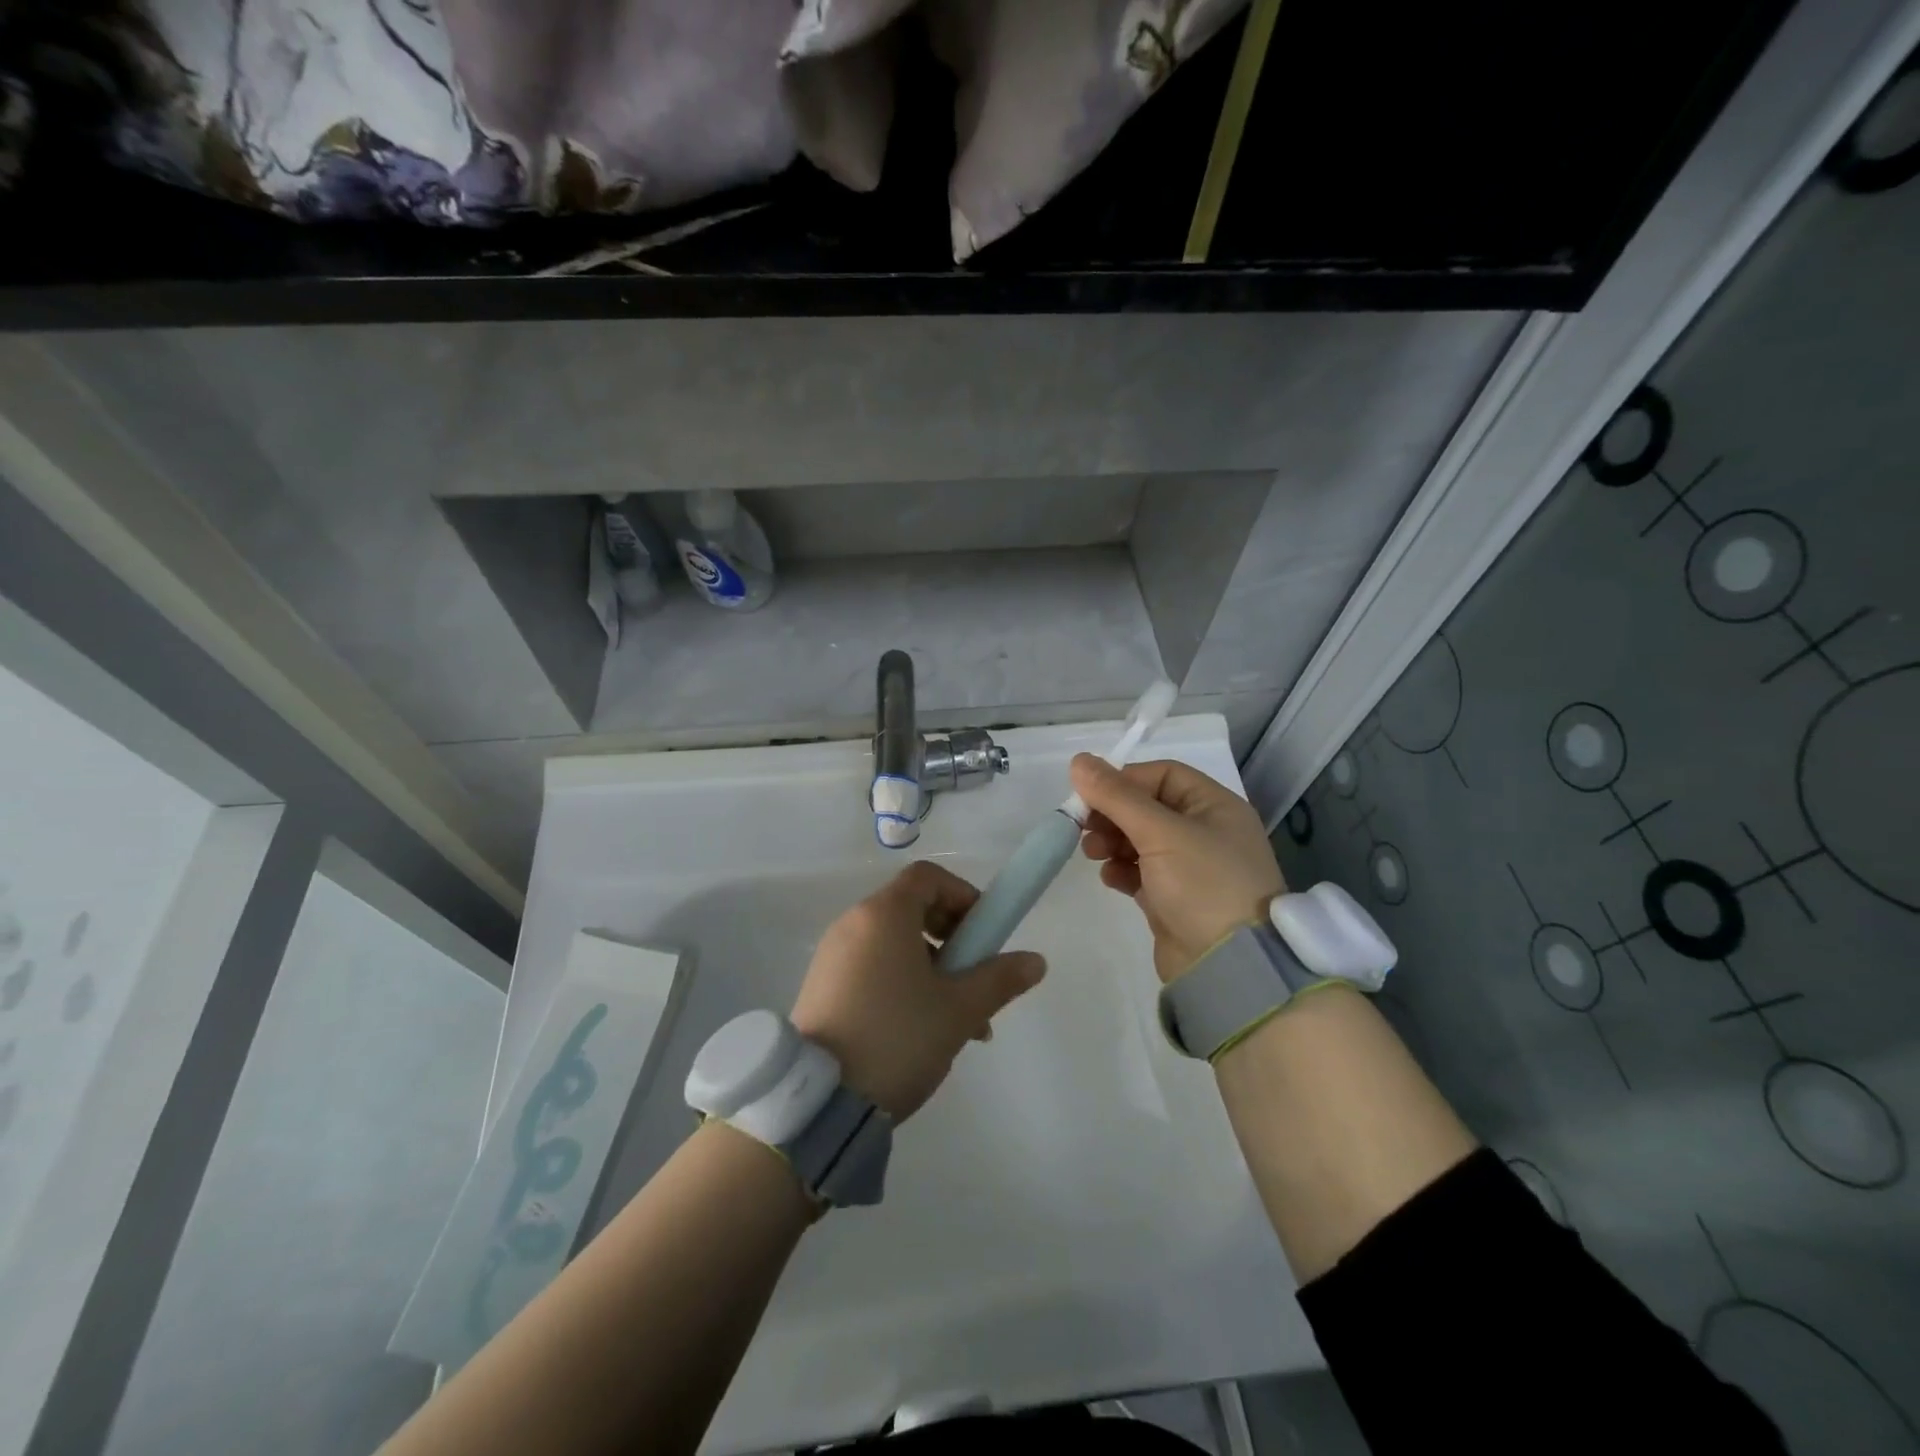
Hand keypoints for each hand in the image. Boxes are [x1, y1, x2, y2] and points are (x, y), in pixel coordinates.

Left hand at [790, 861, 1046, 1122]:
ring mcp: (833, 956)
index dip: (963, 895)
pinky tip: (921, 1032)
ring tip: (957, 1022)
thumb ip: (999, 979)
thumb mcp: (959, 1010)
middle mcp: (853, 923)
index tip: (983, 934)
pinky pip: (872, 967)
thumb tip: (1035, 961)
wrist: (818, 1100)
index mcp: (884, 914)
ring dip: (933, 969)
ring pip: (895, 945)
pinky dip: (902, 982)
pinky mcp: (822, 987)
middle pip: (912, 909)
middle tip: (974, 979)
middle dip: (953, 939)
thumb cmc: (897, 1038)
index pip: (929, 877)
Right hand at [1071, 754, 1285, 982]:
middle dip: (1112, 814)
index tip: (1090, 795)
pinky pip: (1140, 871)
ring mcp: (1191, 867)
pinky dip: (1121, 870)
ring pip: (1140, 840)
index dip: (1124, 781)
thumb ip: (1117, 796)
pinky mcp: (1174, 898)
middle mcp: (1206, 831)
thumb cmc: (1203, 885)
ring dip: (1112, 841)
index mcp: (1215, 806)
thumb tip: (1079, 760)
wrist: (1230, 967)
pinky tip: (1110, 878)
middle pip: (1147, 807)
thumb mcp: (1161, 833)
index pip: (1162, 775)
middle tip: (1082, 827)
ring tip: (1093, 853)